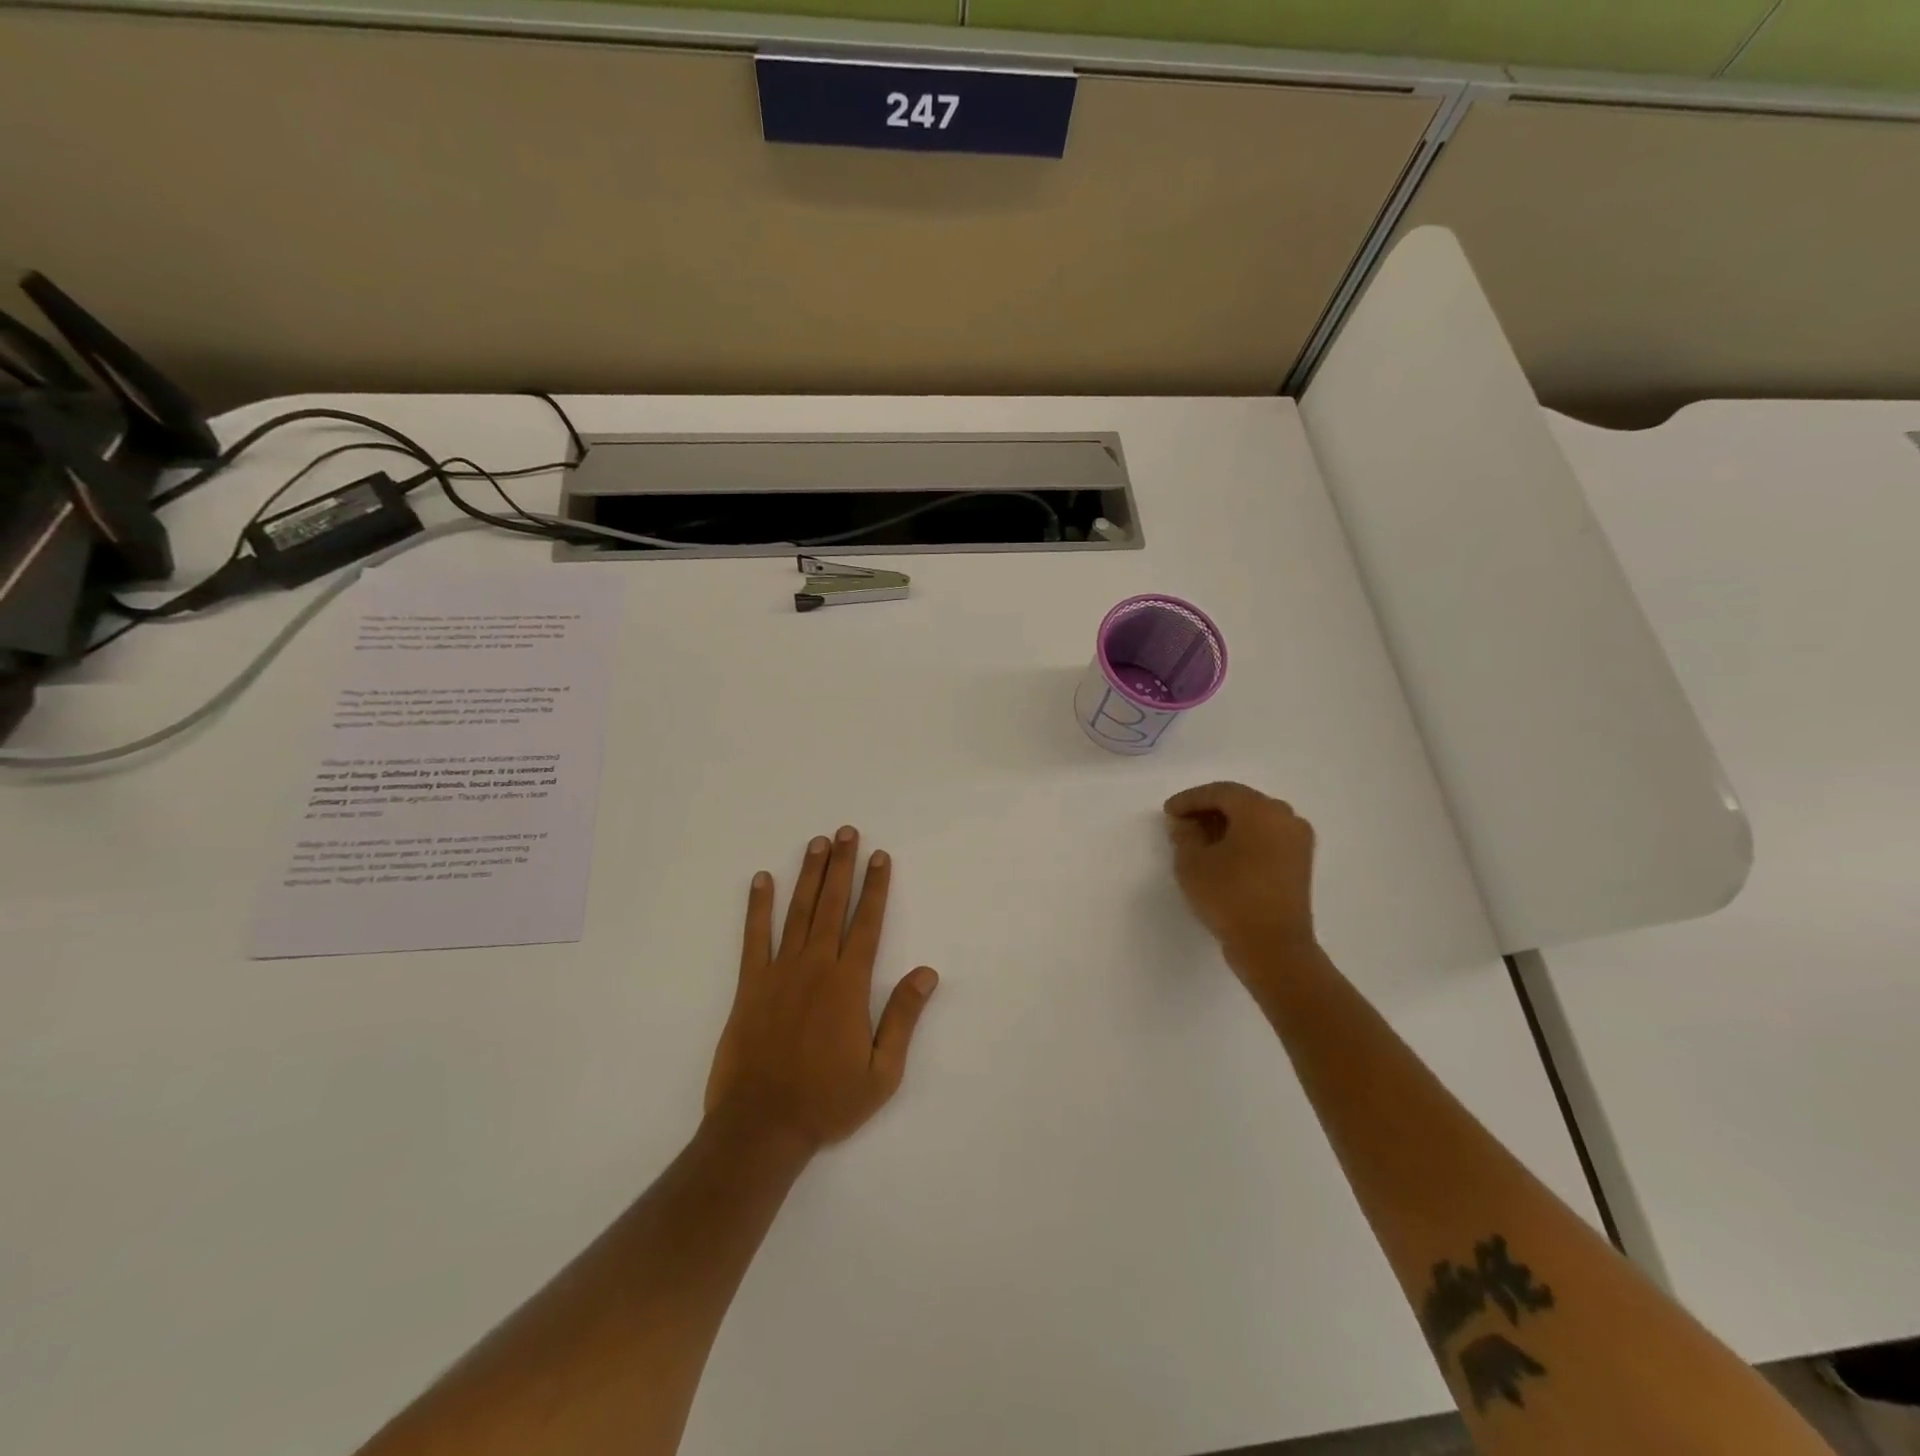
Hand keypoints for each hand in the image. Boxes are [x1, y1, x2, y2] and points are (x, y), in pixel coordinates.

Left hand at [704, 826, 938, 1156]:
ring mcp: (779, 972)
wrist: (761, 1126)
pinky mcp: (750, 985)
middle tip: (846, 831)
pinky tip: (761, 879)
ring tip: (816, 843)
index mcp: (849, 984)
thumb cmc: (827, 1101)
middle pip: (832, 905)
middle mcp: (815, 967)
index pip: (868, 923)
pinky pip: (754, 937)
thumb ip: (903, 1018)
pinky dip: (758, 906)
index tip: (880, 856)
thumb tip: (927, 973)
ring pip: (797, 912)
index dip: (876, 887)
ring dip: (808, 874)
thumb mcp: (882, 1072)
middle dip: (842, 866)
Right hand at [1165, 782, 1318, 970]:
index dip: (1190, 799)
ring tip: (1199, 840)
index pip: (1220, 792)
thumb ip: (1184, 835)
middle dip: (1209, 810)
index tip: (1168, 812)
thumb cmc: (1229, 897)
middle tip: (1182, 823)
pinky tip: (1223, 854)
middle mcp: (1285, 817)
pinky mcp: (1300, 863)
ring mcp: (1298, 840)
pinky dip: (1244, 839)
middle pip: (1241, 802)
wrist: (1273, 947)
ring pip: (1255, 820)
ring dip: (1227, 824)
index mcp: (1260, 810)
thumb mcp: (1192, 863)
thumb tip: (1186, 824)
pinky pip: (1267, 837)